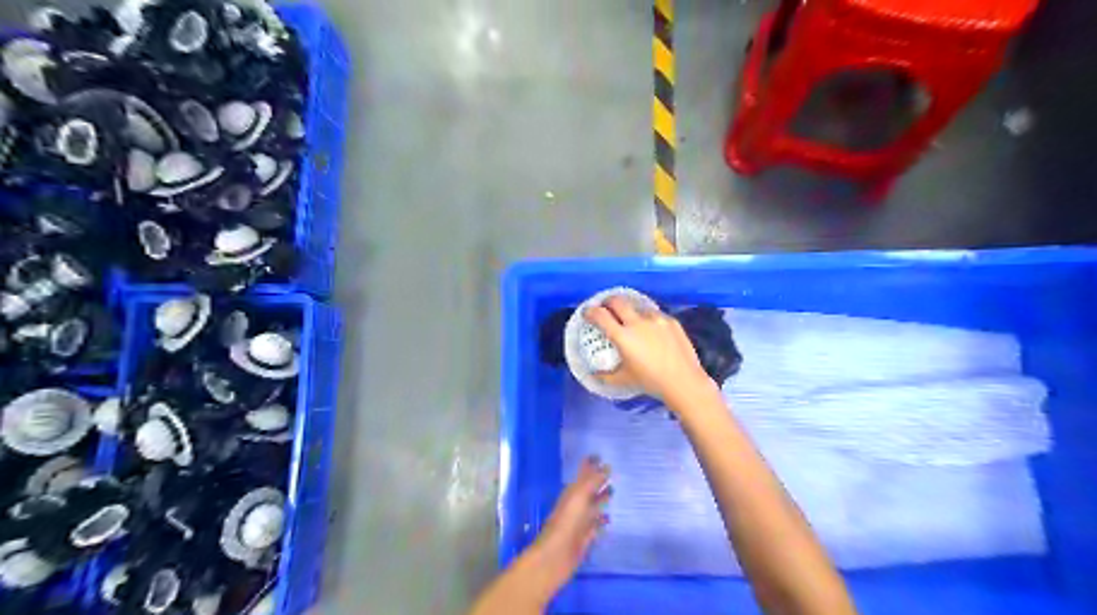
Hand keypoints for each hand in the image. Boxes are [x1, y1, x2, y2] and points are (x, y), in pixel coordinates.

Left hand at [534, 456, 612, 581]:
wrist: (556, 555)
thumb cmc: (567, 521)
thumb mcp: (580, 496)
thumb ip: (592, 481)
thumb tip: (605, 465)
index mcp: (573, 492)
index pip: (584, 474)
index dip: (591, 465)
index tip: (601, 456)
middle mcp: (576, 504)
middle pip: (589, 489)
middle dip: (599, 481)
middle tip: (613, 473)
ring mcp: (580, 522)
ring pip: (593, 506)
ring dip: (601, 499)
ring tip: (614, 492)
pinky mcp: (585, 538)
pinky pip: (595, 525)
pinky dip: (602, 520)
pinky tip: (609, 519)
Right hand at [587, 296, 717, 403]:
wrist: (683, 381)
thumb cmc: (650, 382)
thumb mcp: (624, 380)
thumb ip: (606, 376)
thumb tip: (593, 375)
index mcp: (623, 336)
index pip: (600, 315)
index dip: (590, 311)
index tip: (587, 313)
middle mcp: (637, 323)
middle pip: (617, 301)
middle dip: (607, 302)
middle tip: (605, 308)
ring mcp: (656, 319)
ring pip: (637, 306)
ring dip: (630, 309)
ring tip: (631, 319)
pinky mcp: (671, 320)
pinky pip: (655, 314)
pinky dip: (647, 318)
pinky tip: (651, 328)